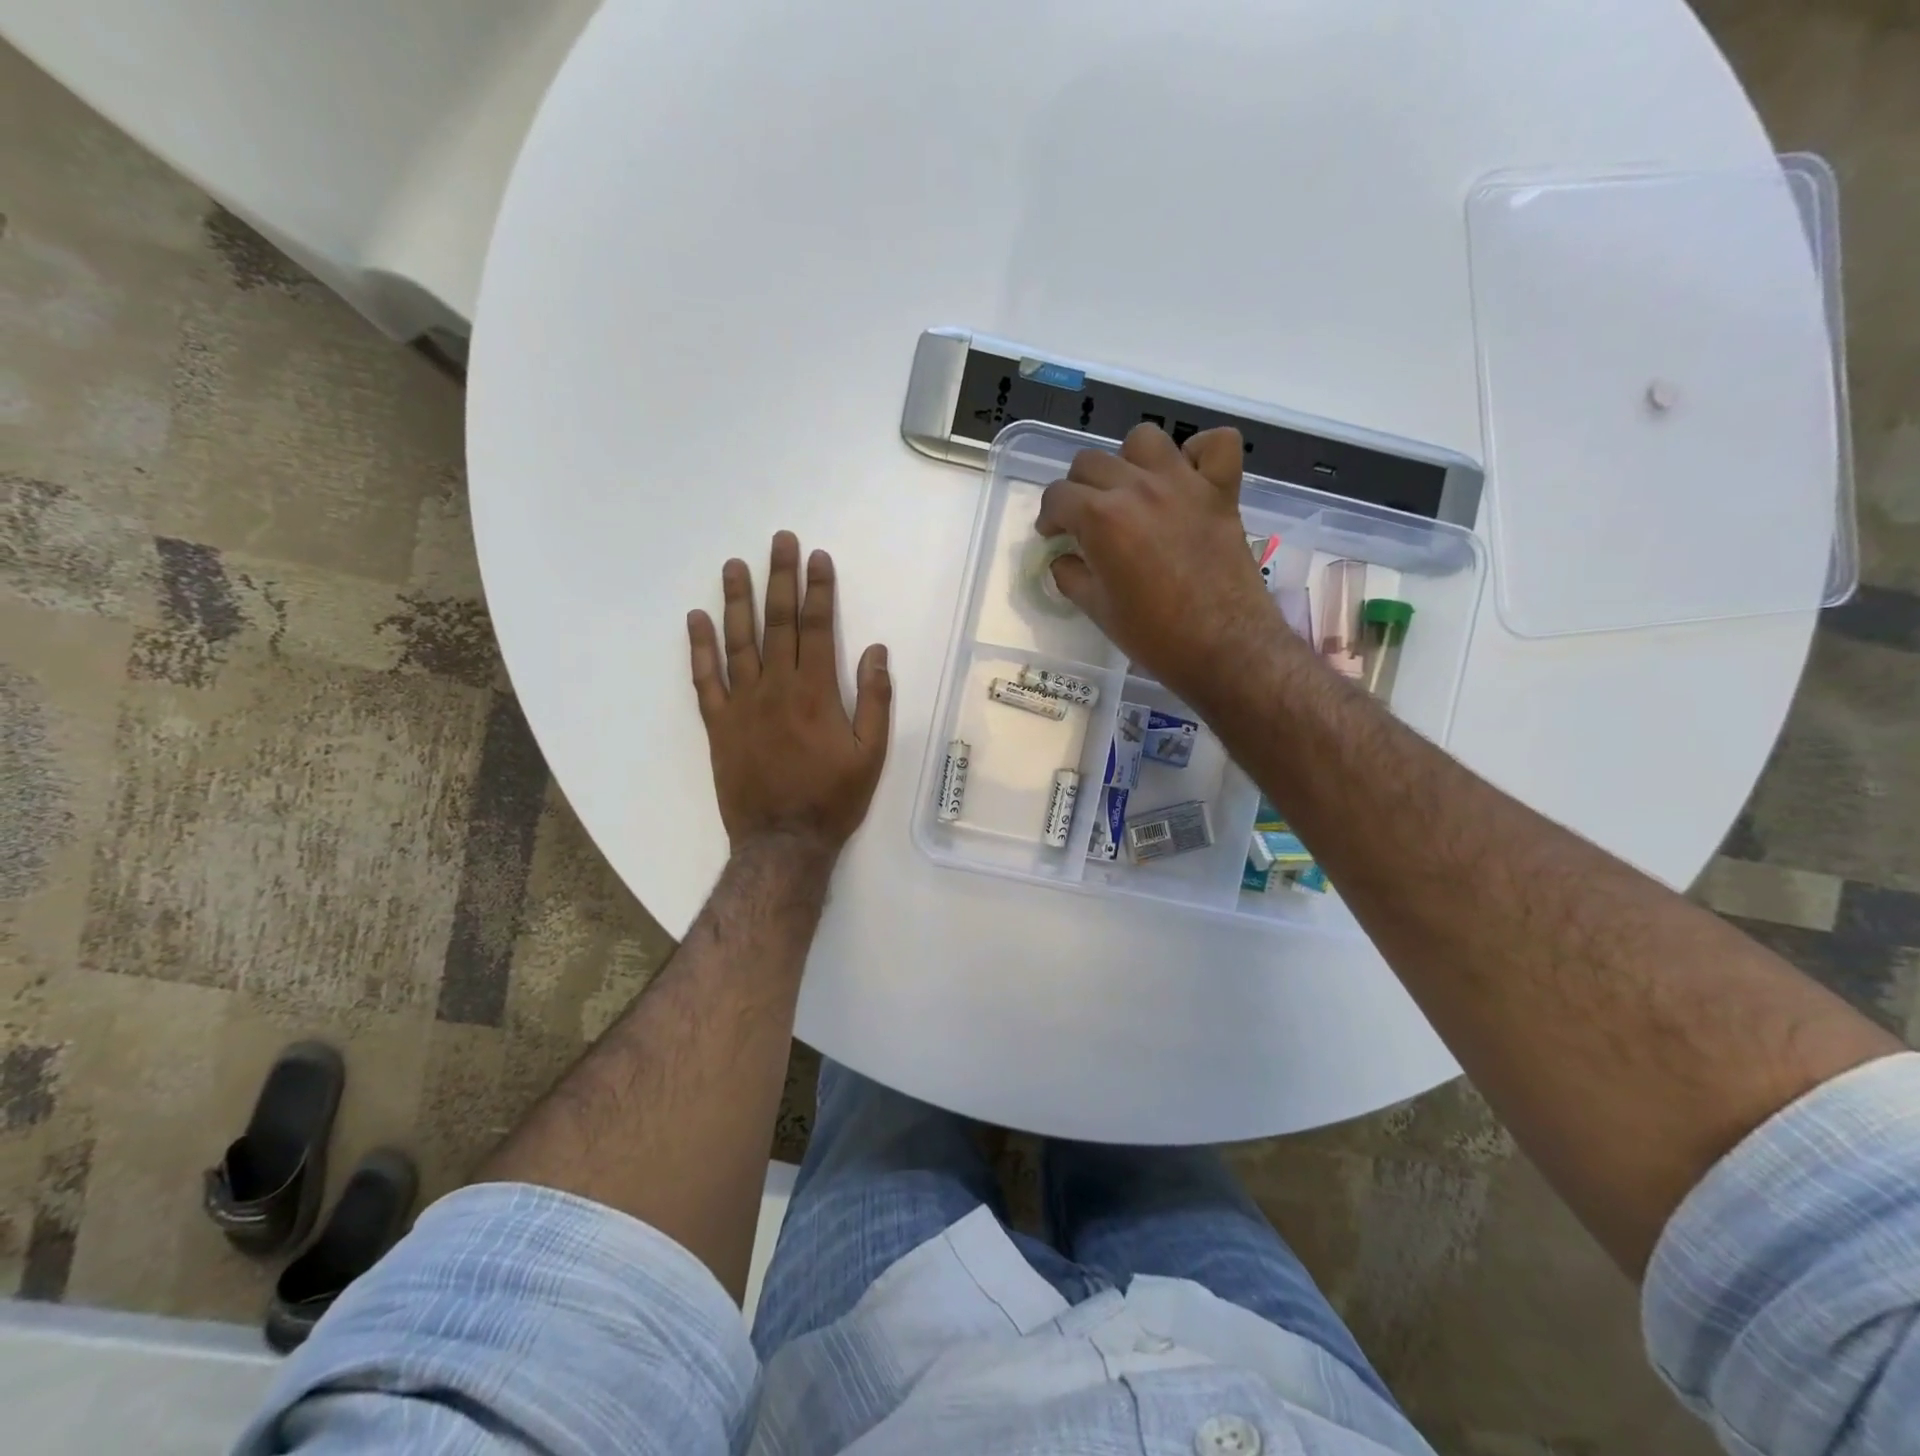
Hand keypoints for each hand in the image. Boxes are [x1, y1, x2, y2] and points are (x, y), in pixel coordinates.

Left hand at [688, 532, 890, 856]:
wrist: (783, 842)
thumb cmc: (834, 798)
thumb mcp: (872, 754)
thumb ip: (875, 700)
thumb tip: (876, 651)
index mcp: (816, 692)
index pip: (816, 627)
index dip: (818, 590)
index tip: (818, 558)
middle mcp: (776, 688)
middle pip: (777, 623)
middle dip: (780, 578)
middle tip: (779, 540)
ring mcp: (742, 704)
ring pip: (738, 641)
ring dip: (737, 600)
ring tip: (735, 564)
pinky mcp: (718, 724)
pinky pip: (705, 679)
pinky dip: (699, 647)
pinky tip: (697, 619)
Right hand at [1036, 423, 1287, 703]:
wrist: (1223, 647)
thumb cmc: (1154, 636)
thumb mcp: (1098, 610)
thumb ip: (1072, 576)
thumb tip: (1064, 559)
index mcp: (1102, 519)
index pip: (1058, 496)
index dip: (1049, 516)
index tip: (1053, 534)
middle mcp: (1138, 488)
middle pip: (1091, 462)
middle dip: (1078, 489)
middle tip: (1085, 520)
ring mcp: (1184, 484)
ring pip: (1144, 439)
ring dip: (1129, 460)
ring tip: (1131, 491)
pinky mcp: (1222, 491)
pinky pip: (1216, 443)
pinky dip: (1199, 452)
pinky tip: (1187, 476)